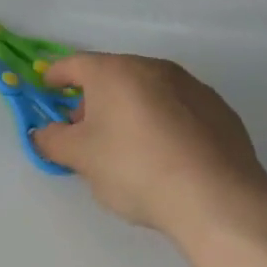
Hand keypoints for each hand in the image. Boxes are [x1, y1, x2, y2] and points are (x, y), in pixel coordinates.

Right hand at [31, 53, 266, 248]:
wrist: (219, 201)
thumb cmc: (135, 169)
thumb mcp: (79, 158)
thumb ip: (52, 140)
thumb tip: (44, 133)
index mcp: (115, 71)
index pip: (74, 64)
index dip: (55, 77)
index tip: (47, 90)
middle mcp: (154, 68)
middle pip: (112, 76)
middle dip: (94, 99)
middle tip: (86, 132)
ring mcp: (193, 88)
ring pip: (148, 92)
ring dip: (130, 110)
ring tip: (127, 147)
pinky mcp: (221, 112)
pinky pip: (179, 110)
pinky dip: (164, 123)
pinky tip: (166, 156)